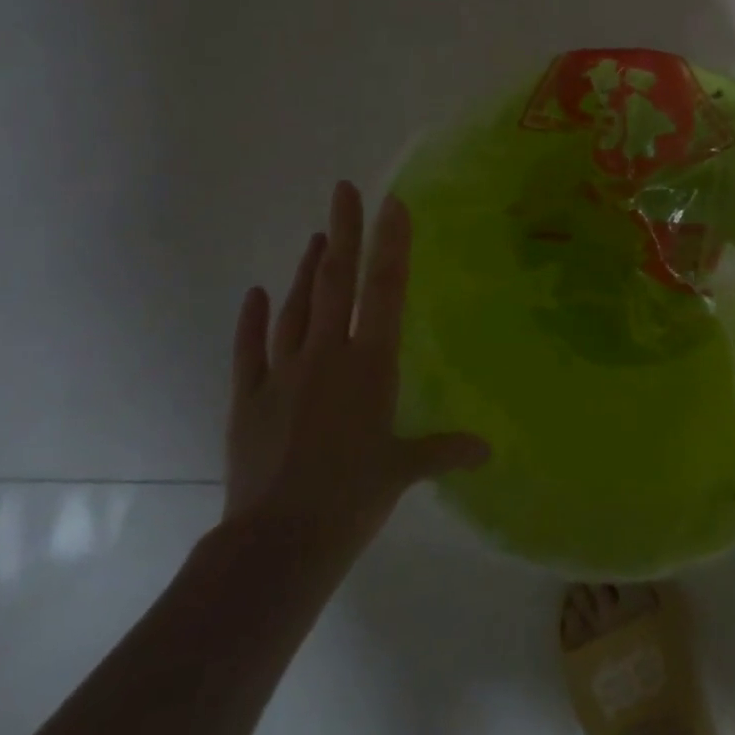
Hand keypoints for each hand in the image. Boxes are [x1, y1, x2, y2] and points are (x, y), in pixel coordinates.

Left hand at [223, 181, 487, 578]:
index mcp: (369, 364)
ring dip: (308, 268)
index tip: (391, 203)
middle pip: (335, 282)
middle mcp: (326, 355)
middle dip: (344, 232)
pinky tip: (257, 294)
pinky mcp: (247, 398)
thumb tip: (487, 450)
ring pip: (297, 307)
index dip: (390, 243)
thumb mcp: (404, 470)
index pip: (384, 290)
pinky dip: (254, 320)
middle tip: (345, 190)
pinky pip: (250, 350)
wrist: (276, 543)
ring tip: (319, 236)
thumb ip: (444, 449)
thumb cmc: (352, 498)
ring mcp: (281, 374)